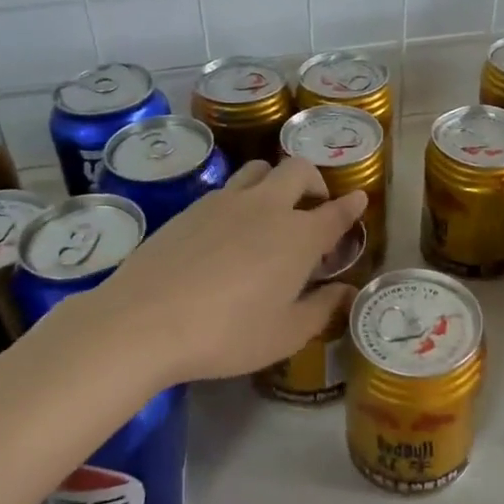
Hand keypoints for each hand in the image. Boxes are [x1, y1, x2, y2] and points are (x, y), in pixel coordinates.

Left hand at [64, 158, 367, 385]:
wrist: (144, 321)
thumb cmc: (227, 333)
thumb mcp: (285, 334)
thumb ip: (322, 309)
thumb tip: (347, 292)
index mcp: (299, 236)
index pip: (335, 212)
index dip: (351, 205)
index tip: (359, 199)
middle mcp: (267, 207)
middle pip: (298, 170)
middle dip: (315, 182)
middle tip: (313, 207)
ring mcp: (225, 201)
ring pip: (259, 169)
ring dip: (275, 182)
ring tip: (271, 211)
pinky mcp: (191, 208)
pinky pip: (227, 188)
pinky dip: (242, 198)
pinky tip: (229, 230)